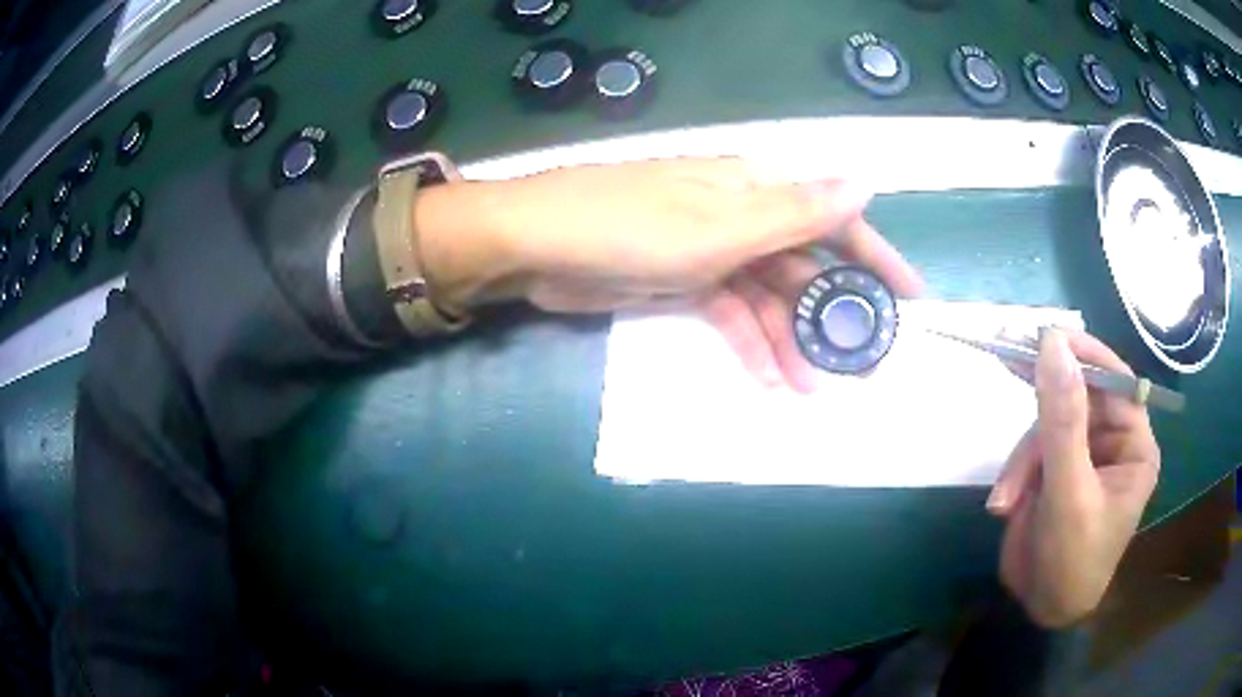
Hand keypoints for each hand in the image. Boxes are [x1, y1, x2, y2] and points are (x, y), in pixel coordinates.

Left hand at [417, 157, 920, 388]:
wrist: (537, 247)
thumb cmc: (629, 227)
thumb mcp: (721, 225)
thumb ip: (795, 213)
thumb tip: (863, 182)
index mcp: (754, 189)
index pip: (833, 218)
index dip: (876, 256)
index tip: (910, 297)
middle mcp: (740, 215)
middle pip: (804, 265)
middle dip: (833, 313)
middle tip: (863, 363)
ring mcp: (712, 250)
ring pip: (768, 297)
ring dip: (790, 341)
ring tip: (814, 390)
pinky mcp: (685, 281)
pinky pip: (731, 314)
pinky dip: (750, 344)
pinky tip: (770, 380)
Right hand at [987, 328, 1160, 626]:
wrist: (1041, 611)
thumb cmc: (1072, 560)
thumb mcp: (1068, 492)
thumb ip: (1062, 420)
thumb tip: (1052, 343)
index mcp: (1134, 444)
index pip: (1115, 381)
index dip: (1084, 355)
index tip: (1044, 335)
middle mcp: (1112, 442)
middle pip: (1077, 397)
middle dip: (1043, 407)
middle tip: (1007, 358)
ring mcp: (1082, 455)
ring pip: (1048, 425)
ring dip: (1022, 460)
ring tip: (1005, 500)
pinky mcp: (1055, 470)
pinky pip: (1032, 450)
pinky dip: (1014, 474)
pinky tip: (1004, 504)